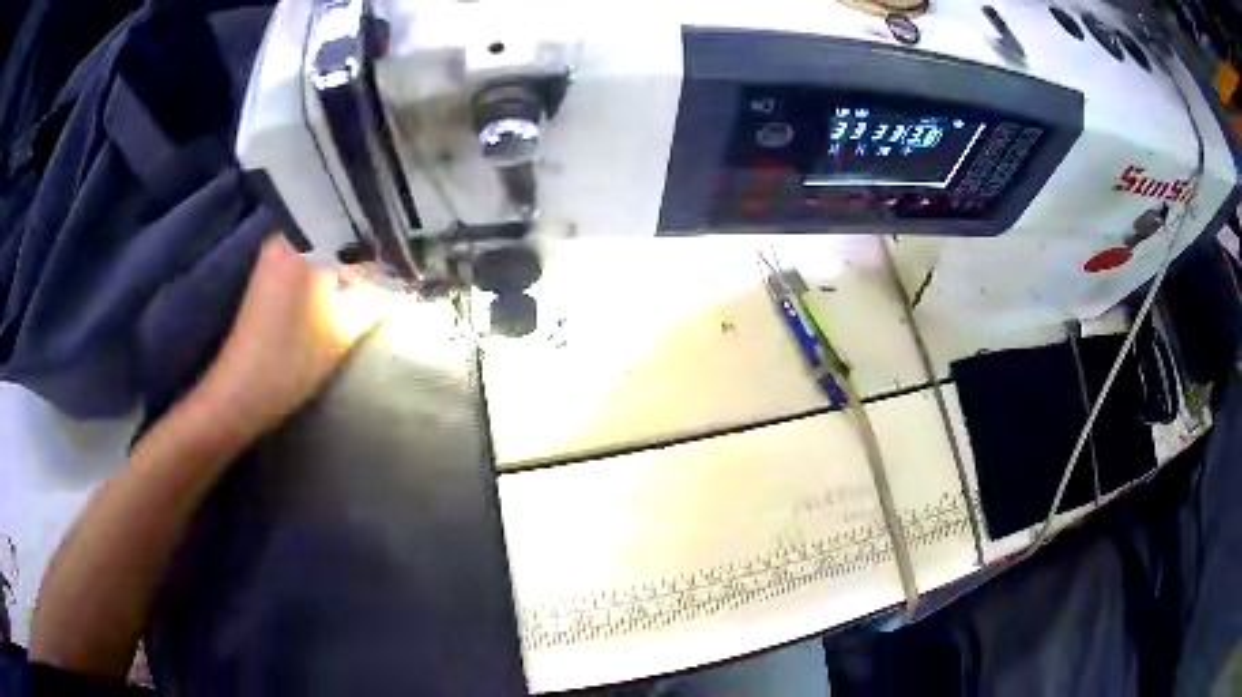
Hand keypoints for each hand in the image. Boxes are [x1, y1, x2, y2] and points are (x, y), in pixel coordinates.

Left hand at [193, 235, 389, 441]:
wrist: (241, 390)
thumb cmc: (292, 359)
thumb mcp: (344, 330)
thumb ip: (378, 298)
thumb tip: (404, 282)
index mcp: (307, 242)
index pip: (361, 228)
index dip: (389, 243)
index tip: (409, 260)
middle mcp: (288, 235)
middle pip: (341, 229)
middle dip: (370, 247)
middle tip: (397, 266)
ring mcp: (275, 251)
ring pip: (325, 242)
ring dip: (349, 257)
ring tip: (377, 275)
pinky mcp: (269, 270)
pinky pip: (310, 255)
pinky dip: (330, 266)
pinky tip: (345, 284)